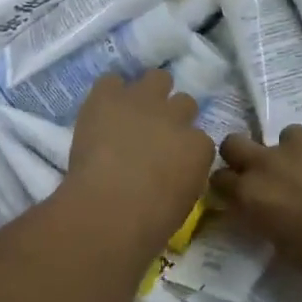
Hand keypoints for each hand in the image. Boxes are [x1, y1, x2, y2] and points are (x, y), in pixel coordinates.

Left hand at [64, 72, 212, 253]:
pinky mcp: (109, 97)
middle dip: (172, 114)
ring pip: (157, 78)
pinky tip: (102, 108)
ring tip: (130, 110)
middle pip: (184, 102)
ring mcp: (143, 102)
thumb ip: (183, 178)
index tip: (171, 160)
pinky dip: (108, 92)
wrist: (111, 208)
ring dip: (147, 92)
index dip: (183, 148)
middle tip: (153, 132)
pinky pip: (111, 80)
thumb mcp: (182, 204)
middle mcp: (176, 117)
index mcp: (198, 148)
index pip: (199, 139)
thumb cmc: (149, 223)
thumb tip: (172, 175)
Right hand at [213, 118, 301, 301]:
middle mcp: (268, 161)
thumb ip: (270, 222)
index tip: (244, 194)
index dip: (232, 185)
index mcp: (251, 196)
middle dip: (245, 154)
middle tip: (271, 172)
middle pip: (235, 143)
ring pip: (290, 137)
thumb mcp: (289, 250)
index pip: (219, 179)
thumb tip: (273, 212)